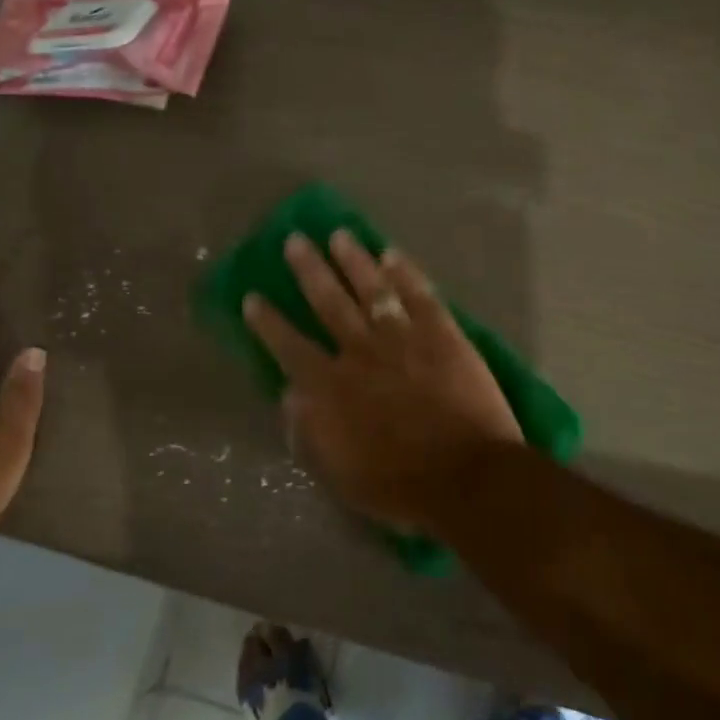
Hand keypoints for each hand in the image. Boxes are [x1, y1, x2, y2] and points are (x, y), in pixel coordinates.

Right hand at [242, 231, 522, 531]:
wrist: (467, 477)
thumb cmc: (400, 486)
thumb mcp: (340, 475)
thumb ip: (309, 433)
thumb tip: (288, 396)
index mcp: (331, 387)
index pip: (289, 346)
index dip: (268, 322)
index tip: (252, 297)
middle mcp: (360, 352)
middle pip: (328, 302)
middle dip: (309, 269)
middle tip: (295, 240)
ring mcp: (403, 338)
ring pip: (372, 288)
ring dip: (353, 259)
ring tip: (339, 234)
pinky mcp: (442, 334)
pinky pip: (420, 294)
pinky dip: (405, 272)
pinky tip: (392, 253)